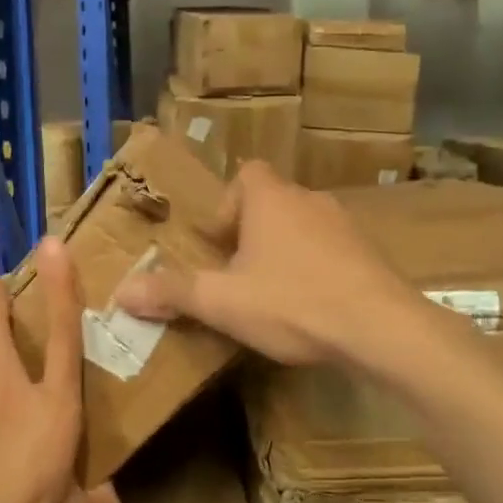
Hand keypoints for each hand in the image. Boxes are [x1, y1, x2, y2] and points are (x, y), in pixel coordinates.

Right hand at [116, 161, 421, 365]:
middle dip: (251, 234)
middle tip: (236, 273)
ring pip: (303, 227)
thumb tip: (122, 291)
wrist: (380, 327)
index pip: (246, 175)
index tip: (218, 243)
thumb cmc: (292, 302)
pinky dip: (315, 269)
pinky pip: (331, 250)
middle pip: (272, 202)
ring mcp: (345, 226)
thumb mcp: (223, 302)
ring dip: (284, 251)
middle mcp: (309, 201)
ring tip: (271, 293)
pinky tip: (310, 306)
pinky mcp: (370, 254)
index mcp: (271, 200)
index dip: (227, 204)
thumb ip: (172, 293)